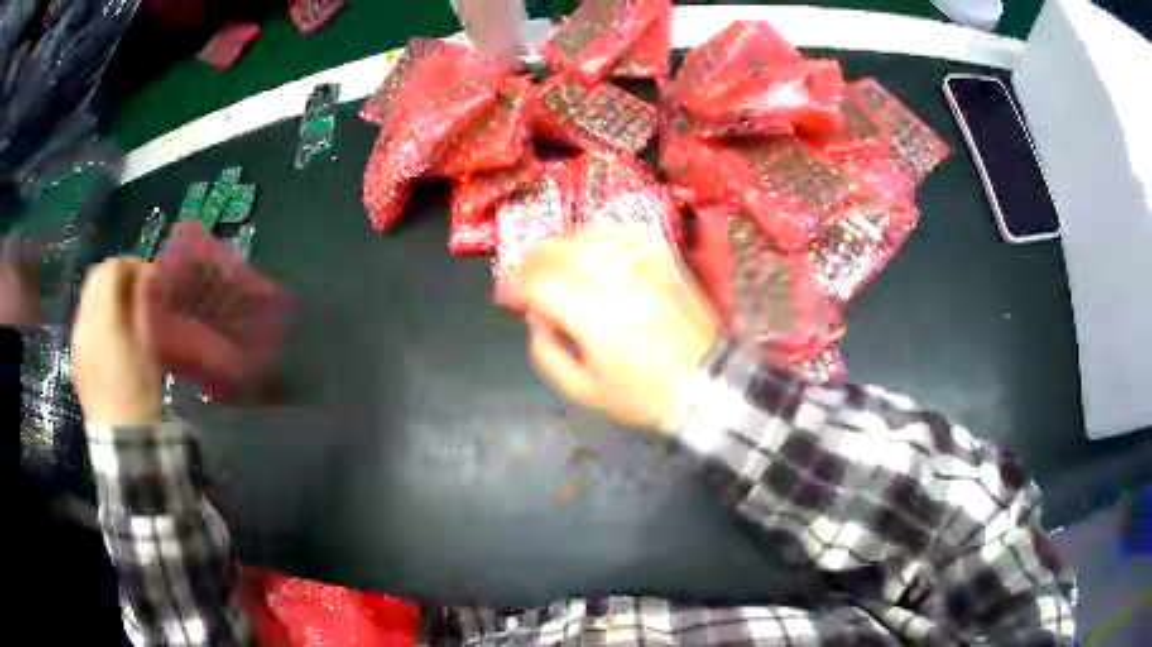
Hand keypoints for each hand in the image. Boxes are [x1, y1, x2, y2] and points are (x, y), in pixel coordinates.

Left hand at [71, 258, 161, 425]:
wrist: (121, 442)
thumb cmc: (139, 394)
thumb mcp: (148, 347)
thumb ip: (144, 304)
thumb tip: (149, 273)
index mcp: (102, 318)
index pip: (111, 269)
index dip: (131, 264)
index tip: (149, 276)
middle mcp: (83, 322)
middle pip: (94, 277)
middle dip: (115, 273)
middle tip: (135, 287)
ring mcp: (76, 340)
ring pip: (86, 296)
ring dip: (104, 292)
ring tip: (123, 309)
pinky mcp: (75, 356)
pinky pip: (82, 319)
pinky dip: (95, 312)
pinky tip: (109, 332)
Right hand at [517, 225, 719, 433]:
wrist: (707, 382)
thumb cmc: (643, 393)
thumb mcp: (583, 390)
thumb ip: (546, 353)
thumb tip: (536, 320)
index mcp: (588, 311)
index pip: (537, 281)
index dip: (515, 286)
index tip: (510, 299)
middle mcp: (610, 275)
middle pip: (557, 248)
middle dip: (533, 262)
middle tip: (529, 281)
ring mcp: (639, 261)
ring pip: (586, 233)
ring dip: (563, 246)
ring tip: (558, 265)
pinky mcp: (661, 257)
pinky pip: (622, 232)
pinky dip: (599, 236)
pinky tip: (594, 250)